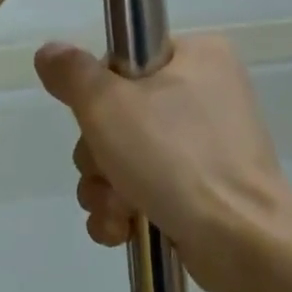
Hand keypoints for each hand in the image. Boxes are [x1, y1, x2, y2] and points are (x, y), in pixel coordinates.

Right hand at [34, 35, 291, 291]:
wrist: (242, 240)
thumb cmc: (177, 158)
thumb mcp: (110, 106)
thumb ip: (73, 74)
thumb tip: (50, 51)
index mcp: (199, 56)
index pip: (125, 61)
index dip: (99, 94)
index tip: (97, 119)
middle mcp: (207, 93)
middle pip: (120, 114)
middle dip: (100, 155)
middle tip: (110, 171)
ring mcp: (208, 145)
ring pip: (127, 156)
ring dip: (107, 188)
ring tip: (120, 210)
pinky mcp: (204, 188)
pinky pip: (148, 188)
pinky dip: (127, 210)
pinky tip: (123, 231)